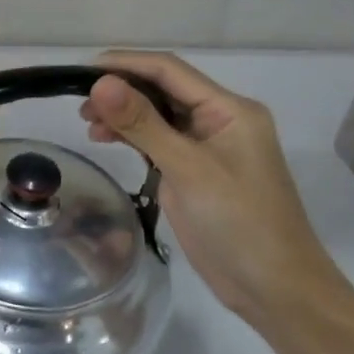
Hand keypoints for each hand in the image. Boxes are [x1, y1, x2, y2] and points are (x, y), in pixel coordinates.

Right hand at [80, 50, 340, 327]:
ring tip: (87, 123)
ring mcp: (206, 147)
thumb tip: (99, 83)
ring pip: (156, 115)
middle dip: (120, 90)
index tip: (80, 70)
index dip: (125, 64)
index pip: (169, 71)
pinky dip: (130, 136)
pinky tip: (105, 139)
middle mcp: (218, 119)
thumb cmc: (240, 224)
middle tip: (78, 102)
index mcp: (229, 110)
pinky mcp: (193, 171)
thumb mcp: (188, 170)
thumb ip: (143, 124)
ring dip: (122, 114)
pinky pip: (157, 140)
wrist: (274, 289)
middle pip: (161, 89)